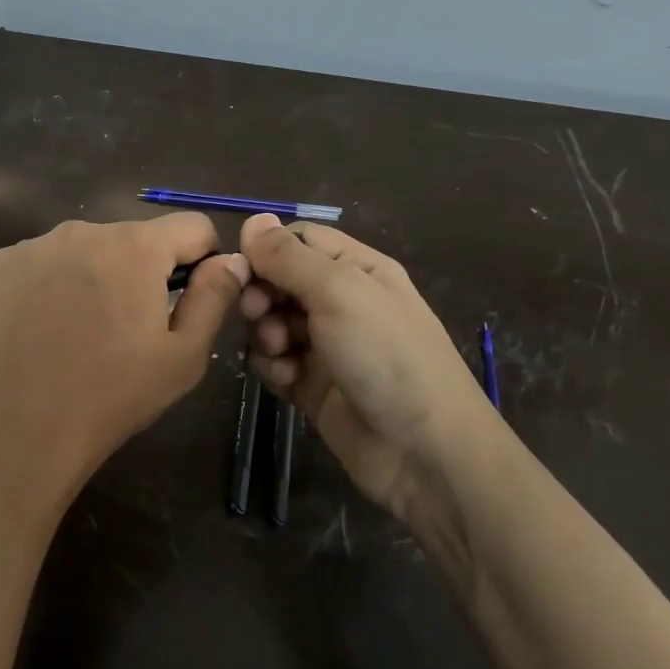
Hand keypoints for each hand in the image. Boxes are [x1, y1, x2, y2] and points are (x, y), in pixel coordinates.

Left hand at [0, 214, 250, 532]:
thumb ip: (214, 298)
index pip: (190, 227)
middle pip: (127, 241)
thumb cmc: (108, 398)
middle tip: (121, 332)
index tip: (184, 299)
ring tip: (70, 337)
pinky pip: (27, 268)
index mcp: (135, 247)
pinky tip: (27, 336)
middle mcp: (80, 231)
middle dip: (135, 275)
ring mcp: (25, 247)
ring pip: (75, 253)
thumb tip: (231, 259)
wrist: (10, 434)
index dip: (199, 259)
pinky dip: (36, 291)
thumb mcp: (182, 358)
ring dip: (84, 281)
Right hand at [238, 213, 507, 529]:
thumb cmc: (386, 355)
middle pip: (279, 281)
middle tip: (259, 313)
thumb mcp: (339, 292)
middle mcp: (341, 302)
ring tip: (281, 352)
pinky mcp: (312, 385)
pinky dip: (273, 368)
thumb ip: (290, 256)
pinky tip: (288, 380)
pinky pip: (275, 363)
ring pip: (272, 323)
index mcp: (357, 269)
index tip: (246, 269)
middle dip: (262, 295)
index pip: (299, 240)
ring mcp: (326, 346)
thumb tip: (253, 218)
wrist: (423, 450)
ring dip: (265, 334)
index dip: (268, 250)